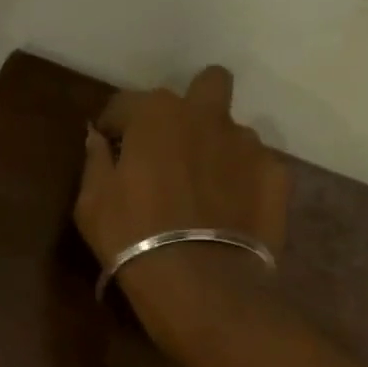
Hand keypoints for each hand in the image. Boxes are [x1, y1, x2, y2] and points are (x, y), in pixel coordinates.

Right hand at [74, 65, 289, 344]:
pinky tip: (229, 213)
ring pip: (232, 130)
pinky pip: (255, 167)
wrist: (198, 282)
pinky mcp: (276, 175)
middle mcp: (207, 115)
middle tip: (173, 147)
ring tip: (203, 191)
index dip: (115, 127)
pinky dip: (241, 181)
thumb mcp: (91, 203)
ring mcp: (247, 144)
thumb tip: (97, 139)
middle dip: (190, 106)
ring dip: (216, 149)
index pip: (126, 104)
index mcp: (156, 114)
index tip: (110, 149)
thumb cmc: (131, 237)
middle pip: (207, 84)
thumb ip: (95, 162)